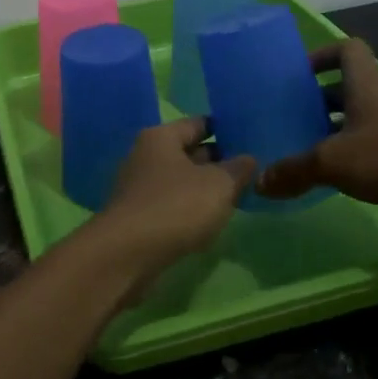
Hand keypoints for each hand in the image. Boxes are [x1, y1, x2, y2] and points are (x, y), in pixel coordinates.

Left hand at [85, 116, 256, 277]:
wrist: (128, 254)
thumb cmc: (176, 206)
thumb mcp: (219, 184)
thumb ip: (238, 169)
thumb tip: (248, 159)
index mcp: (161, 137)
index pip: (198, 124)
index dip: (225, 129)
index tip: (249, 138)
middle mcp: (145, 156)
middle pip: (187, 152)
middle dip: (217, 161)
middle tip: (249, 170)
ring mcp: (138, 188)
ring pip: (180, 181)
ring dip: (203, 188)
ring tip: (236, 197)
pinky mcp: (137, 217)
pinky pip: (171, 205)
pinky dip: (189, 210)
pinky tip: (209, 222)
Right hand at [255, 38, 377, 229]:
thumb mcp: (333, 162)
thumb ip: (294, 170)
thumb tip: (259, 183)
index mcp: (365, 84)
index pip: (347, 49)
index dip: (322, 55)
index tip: (299, 75)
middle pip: (348, 86)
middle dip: (319, 98)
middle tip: (292, 116)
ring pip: (360, 117)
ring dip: (335, 128)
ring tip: (306, 148)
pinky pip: (374, 142)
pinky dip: (354, 152)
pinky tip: (337, 175)